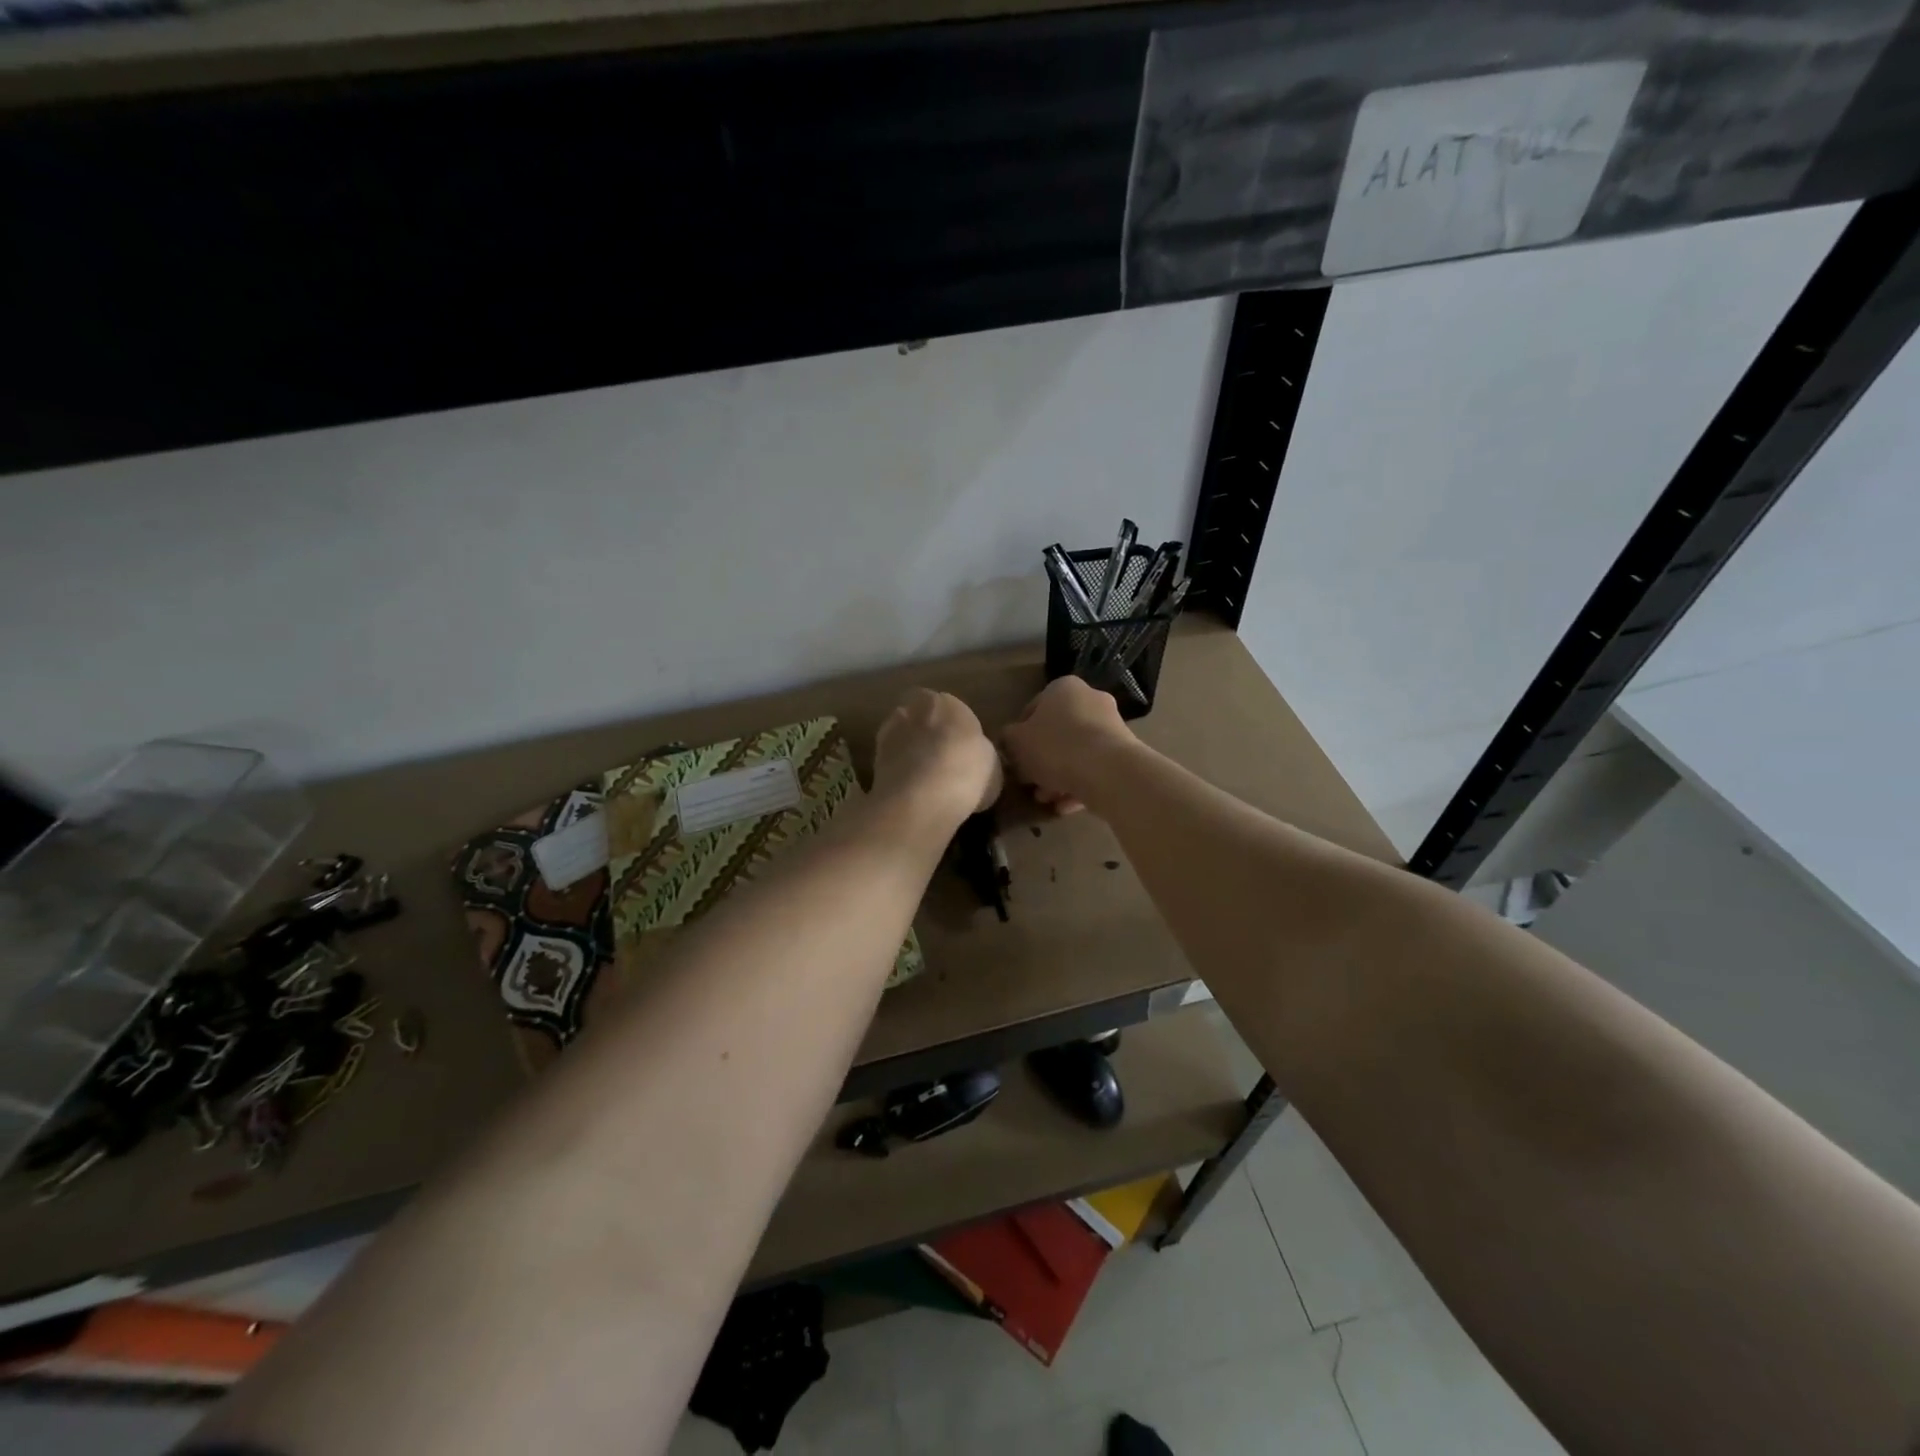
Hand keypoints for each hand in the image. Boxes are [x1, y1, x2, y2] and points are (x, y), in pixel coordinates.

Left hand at [872, 688, 1002, 831]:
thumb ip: (981, 757)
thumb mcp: (992, 767)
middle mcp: (916, 708)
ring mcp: (890, 731)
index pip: (953, 711)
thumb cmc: (967, 772)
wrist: (922, 795)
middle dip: (928, 735)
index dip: (957, 733)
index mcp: (950, 703)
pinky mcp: (873, 757)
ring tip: (922, 780)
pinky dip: (897, 772)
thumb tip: (975, 762)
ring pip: (902, 738)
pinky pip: (890, 762)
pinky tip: (909, 792)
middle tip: (940, 762)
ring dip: (908, 751)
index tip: (962, 753)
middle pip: (922, 718)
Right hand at [1002, 676, 1135, 814]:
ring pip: (1076, 753)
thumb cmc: (1055, 748)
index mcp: (1063, 688)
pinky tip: (1065, 806)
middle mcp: (1090, 700)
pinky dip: (1079, 785)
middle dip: (1041, 761)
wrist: (1108, 771)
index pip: (1032, 710)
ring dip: (1058, 776)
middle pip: (1057, 733)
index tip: (1014, 760)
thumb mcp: (1016, 743)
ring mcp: (1112, 727)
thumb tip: (1009, 740)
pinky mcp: (1125, 753)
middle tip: (1030, 783)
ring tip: (1046, 800)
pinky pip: (1094, 768)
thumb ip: (1008, 739)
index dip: (1019, 737)